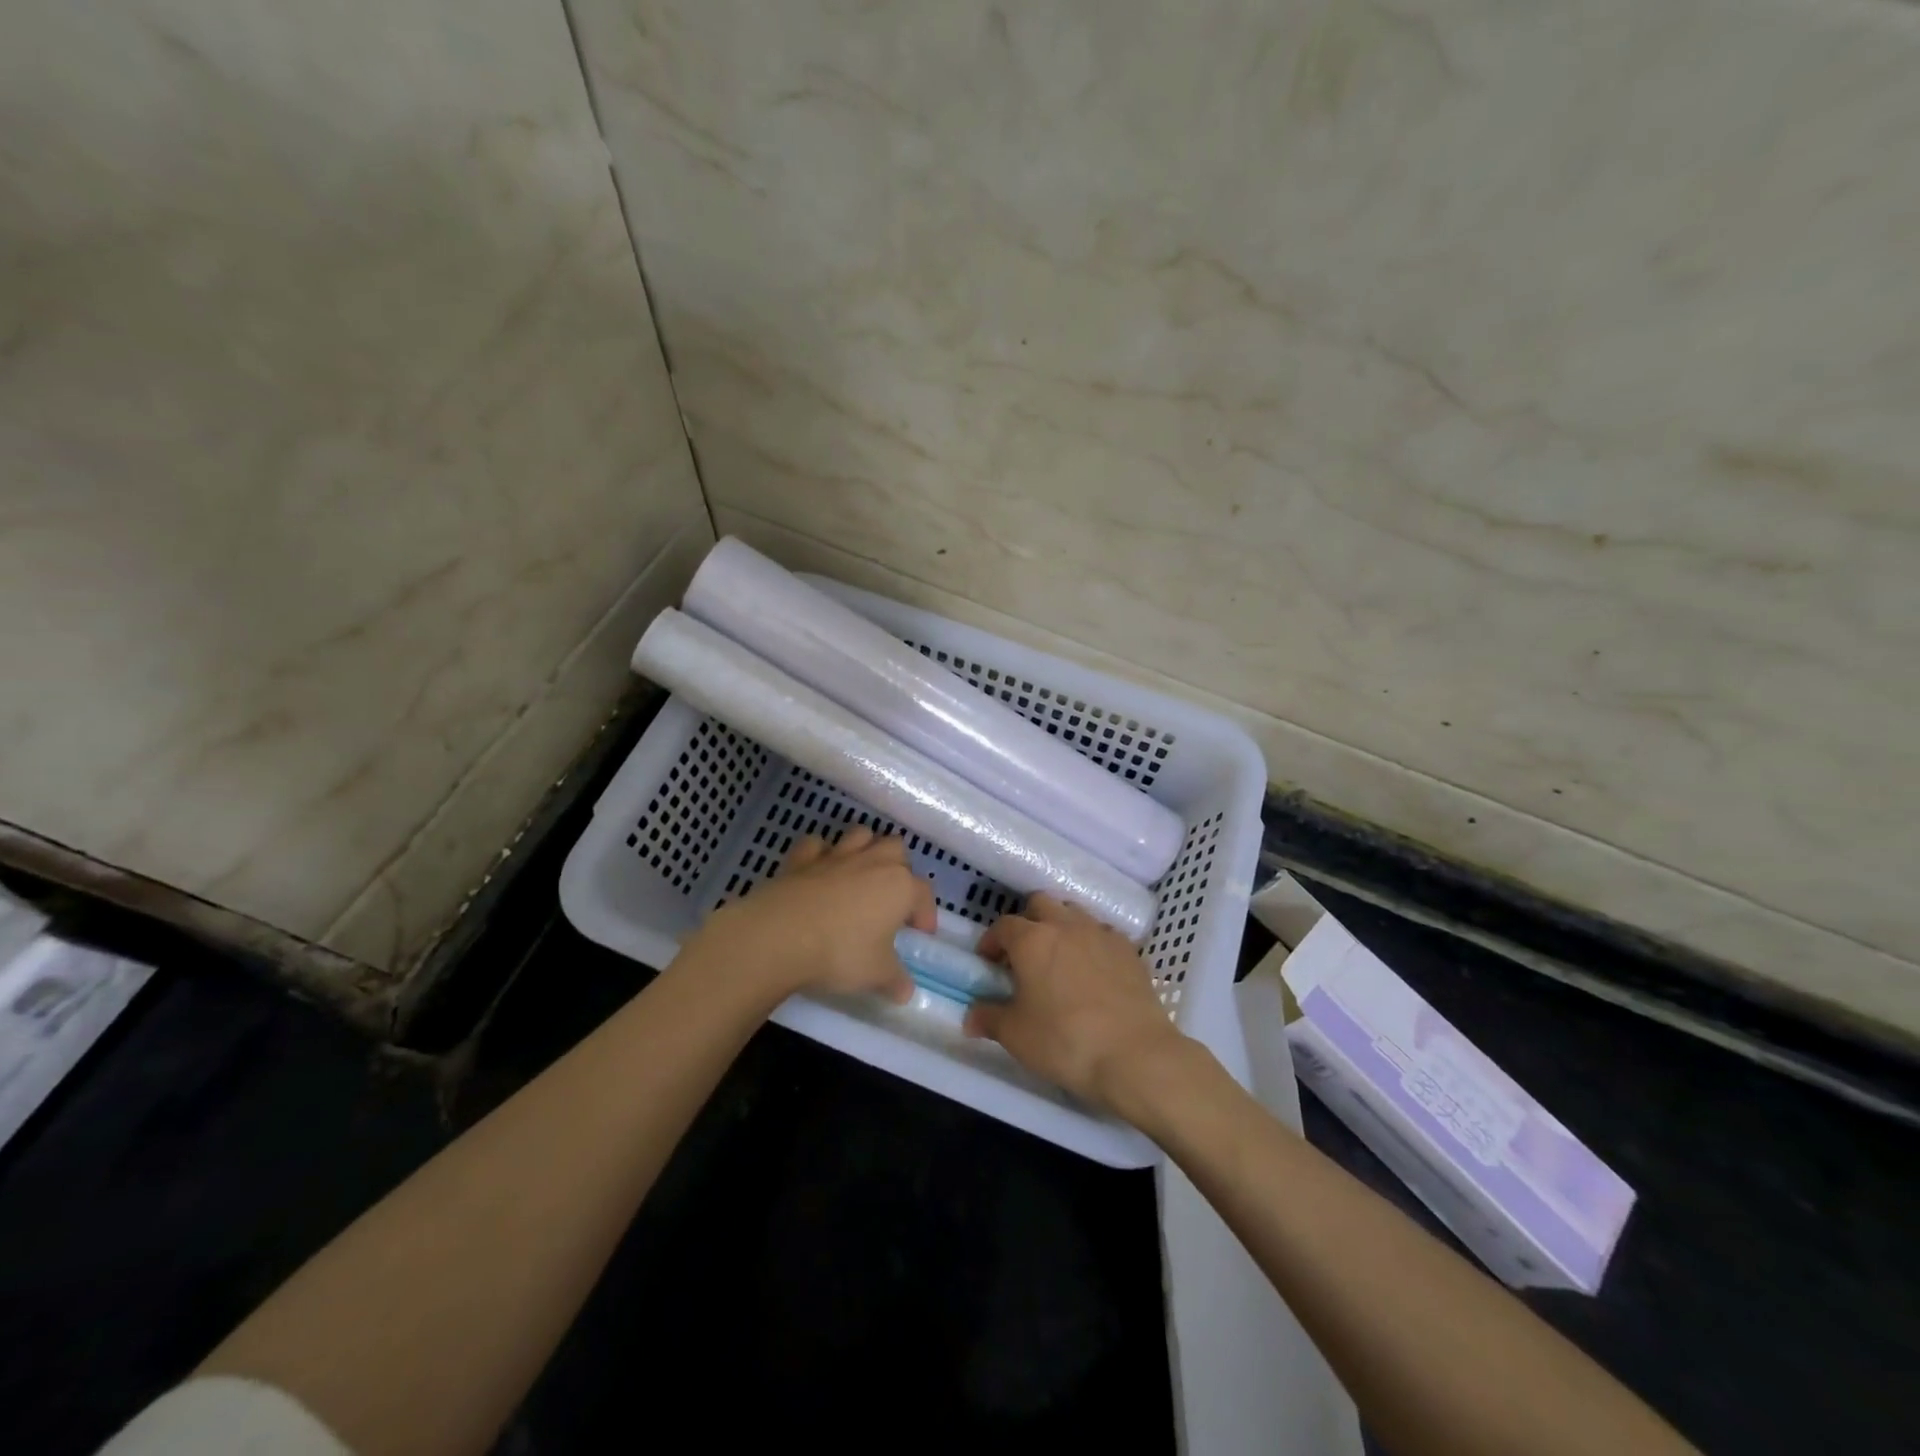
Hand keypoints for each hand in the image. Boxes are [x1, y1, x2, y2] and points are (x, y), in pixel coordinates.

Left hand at [691, 827, 935, 1004]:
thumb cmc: (840, 953)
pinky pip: (817, 844)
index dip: (926, 913)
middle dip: (899, 867)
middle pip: (897, 849)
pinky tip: (820, 870)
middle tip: (892, 897)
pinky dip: (821, 853)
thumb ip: (895, 980)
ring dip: (866, 848)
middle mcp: (873, 862)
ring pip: (861, 834)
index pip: (924, 893)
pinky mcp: (802, 858)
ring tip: (861, 874)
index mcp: (900, 886)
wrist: (780, 936)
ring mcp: (836, 856)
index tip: (920, 934)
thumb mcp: (876, 975)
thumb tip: (905, 991)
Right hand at [964, 894, 1185, 1109]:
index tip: (988, 962)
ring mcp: (1101, 934)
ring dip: (1060, 927)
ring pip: (1074, 913)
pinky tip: (1092, 971)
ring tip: (1058, 959)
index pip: (1003, 926)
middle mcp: (1066, 926)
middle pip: (1040, 904)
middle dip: (1027, 921)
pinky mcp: (1129, 950)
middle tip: (1023, 954)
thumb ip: (989, 1019)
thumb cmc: (1065, 1042)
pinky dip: (1091, 943)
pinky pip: (1102, 934)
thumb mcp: (1016, 1035)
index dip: (992, 941)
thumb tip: (971, 1017)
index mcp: (1032, 940)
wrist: (1135, 1055)